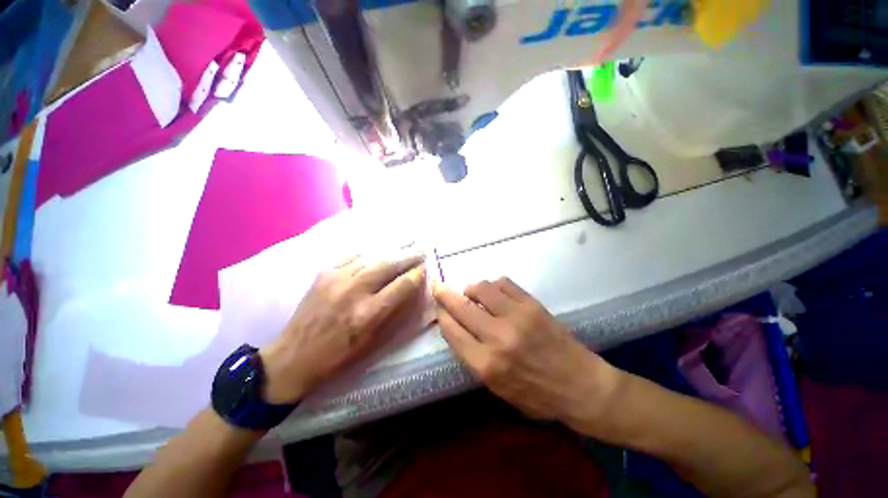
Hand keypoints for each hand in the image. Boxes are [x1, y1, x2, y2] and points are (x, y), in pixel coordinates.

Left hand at [259, 252, 426, 403]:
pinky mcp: (324, 273)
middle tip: (421, 248)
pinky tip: (379, 249)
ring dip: (392, 249)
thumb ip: (395, 312)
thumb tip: (412, 289)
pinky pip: (353, 255)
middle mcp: (354, 291)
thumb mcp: (373, 341)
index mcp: (368, 313)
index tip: (425, 268)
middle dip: (408, 255)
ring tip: (407, 241)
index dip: (417, 275)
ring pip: (372, 256)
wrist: (293, 356)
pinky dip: (370, 252)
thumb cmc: (339, 355)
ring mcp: (336, 278)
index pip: (402, 285)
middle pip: (388, 265)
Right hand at [434, 278, 621, 431]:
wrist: (580, 386)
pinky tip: (495, 293)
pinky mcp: (532, 305)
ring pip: (481, 288)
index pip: (452, 331)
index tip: (438, 308)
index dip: (441, 316)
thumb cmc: (536, 395)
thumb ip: (472, 357)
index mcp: (486, 365)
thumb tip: (456, 326)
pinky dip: (493, 285)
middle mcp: (498, 338)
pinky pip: (503, 283)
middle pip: (461, 306)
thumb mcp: (496, 388)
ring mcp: (516, 317)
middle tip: (439, 287)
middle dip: (445, 294)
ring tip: (473, 293)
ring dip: (471, 288)